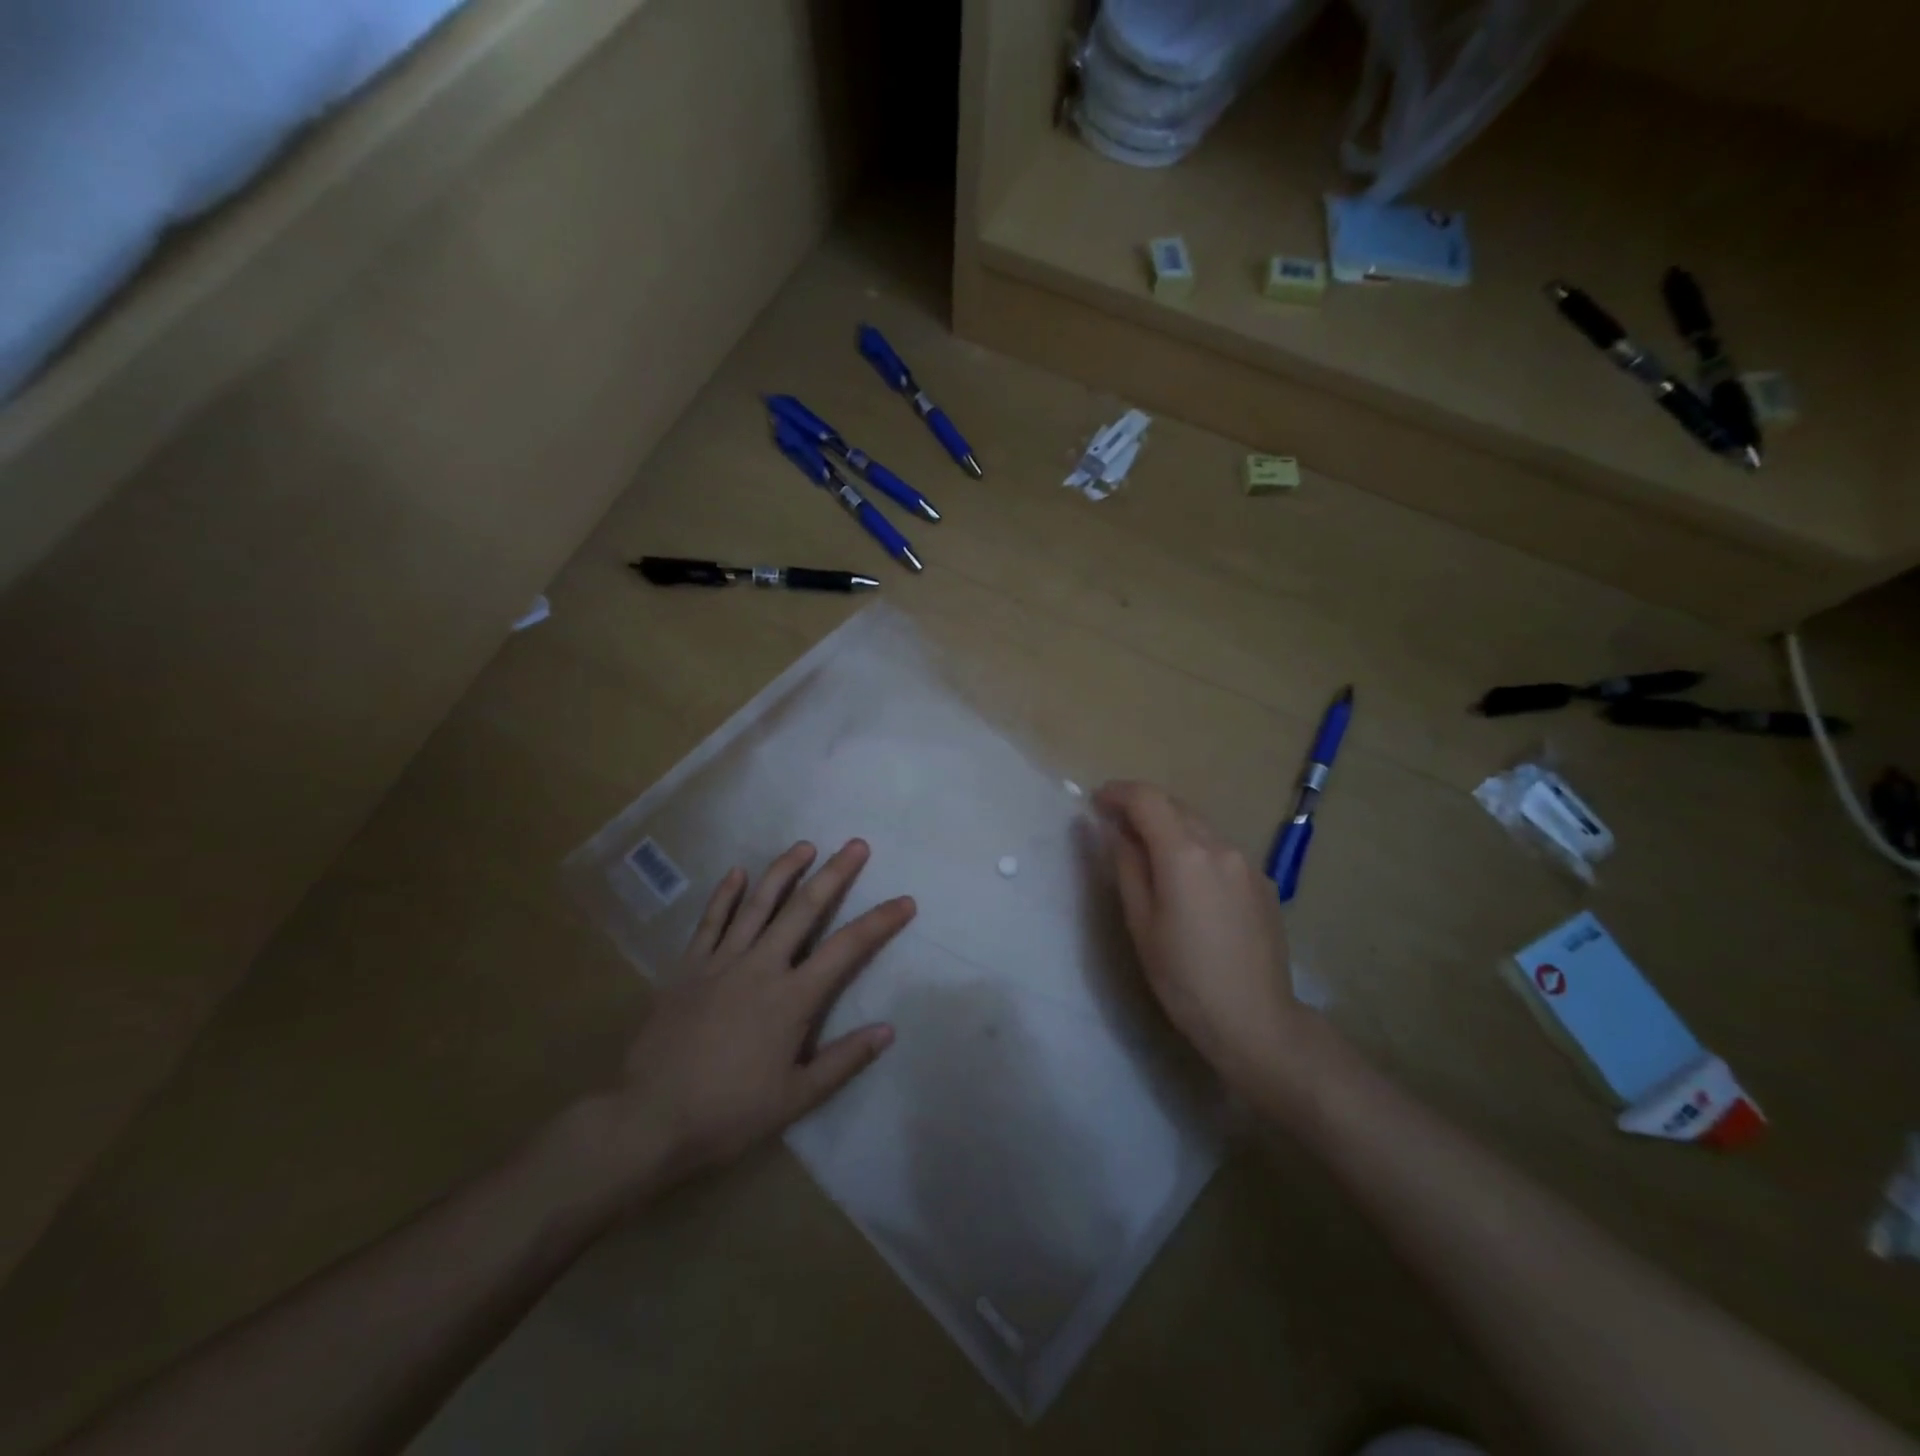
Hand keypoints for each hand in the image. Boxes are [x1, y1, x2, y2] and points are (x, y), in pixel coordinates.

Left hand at [602, 839, 913, 1189]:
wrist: (649, 1119)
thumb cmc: (728, 1113)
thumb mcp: (795, 1099)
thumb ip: (843, 1061)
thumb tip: (888, 1030)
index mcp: (791, 998)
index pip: (846, 949)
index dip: (879, 922)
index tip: (905, 901)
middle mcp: (760, 967)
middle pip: (804, 909)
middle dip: (834, 874)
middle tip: (856, 845)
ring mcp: (721, 962)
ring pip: (757, 904)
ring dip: (784, 871)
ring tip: (805, 846)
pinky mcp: (688, 968)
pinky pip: (710, 922)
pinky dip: (725, 895)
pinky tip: (737, 872)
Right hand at [1095, 781, 1311, 1104]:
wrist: (1256, 1021)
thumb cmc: (1184, 978)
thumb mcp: (1141, 923)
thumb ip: (1126, 866)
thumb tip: (1113, 830)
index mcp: (1184, 854)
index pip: (1147, 799)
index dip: (1118, 793)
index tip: (1096, 802)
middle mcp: (1220, 846)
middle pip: (1175, 806)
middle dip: (1142, 807)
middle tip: (1114, 826)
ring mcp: (1247, 863)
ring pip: (1200, 826)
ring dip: (1169, 826)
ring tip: (1147, 853)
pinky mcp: (1263, 882)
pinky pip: (1220, 849)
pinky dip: (1195, 848)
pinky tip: (1186, 881)